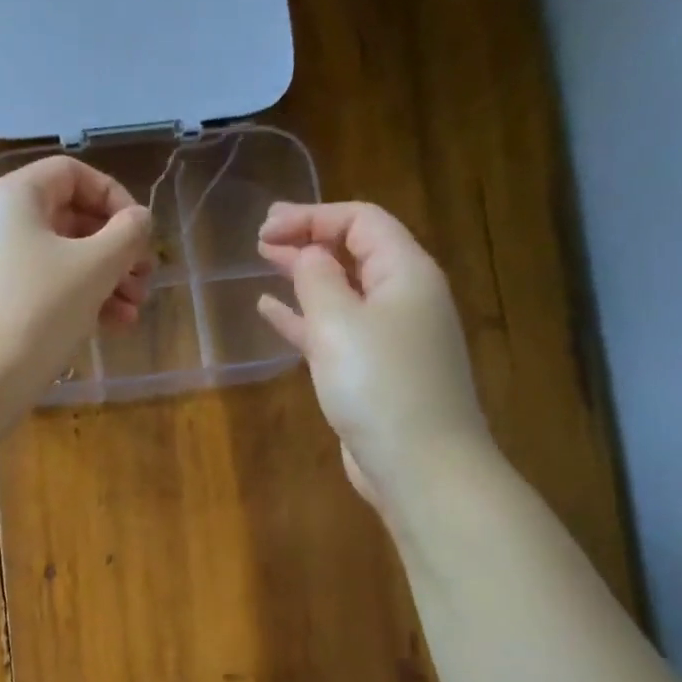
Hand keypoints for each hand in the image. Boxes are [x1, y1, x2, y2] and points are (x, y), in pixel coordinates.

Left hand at [0, 155, 153, 408]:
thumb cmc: (37, 312)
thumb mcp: (93, 268)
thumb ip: (126, 235)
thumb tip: (139, 221)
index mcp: (15, 196)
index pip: (73, 174)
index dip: (115, 198)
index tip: (141, 234)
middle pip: (70, 219)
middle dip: (116, 250)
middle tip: (146, 280)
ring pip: (62, 260)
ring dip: (105, 281)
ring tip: (135, 311)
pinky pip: (45, 289)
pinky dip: (79, 301)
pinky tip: (113, 326)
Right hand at [256, 201, 489, 510]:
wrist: (419, 464)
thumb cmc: (379, 385)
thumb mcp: (340, 323)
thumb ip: (318, 279)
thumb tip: (310, 255)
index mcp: (406, 273)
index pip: (361, 222)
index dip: (313, 216)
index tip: (266, 227)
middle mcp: (403, 299)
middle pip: (354, 253)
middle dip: (309, 239)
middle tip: (263, 236)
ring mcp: (389, 338)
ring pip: (341, 292)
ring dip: (304, 276)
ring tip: (265, 262)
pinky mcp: (372, 373)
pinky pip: (334, 332)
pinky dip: (304, 319)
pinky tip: (272, 312)